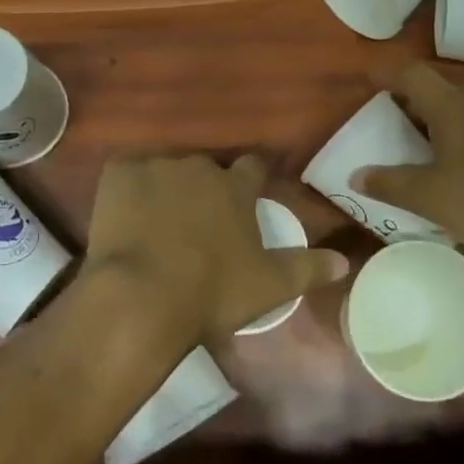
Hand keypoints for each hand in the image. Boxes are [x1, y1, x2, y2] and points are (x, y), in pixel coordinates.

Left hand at [83, 154, 350, 346]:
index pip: (253, 167)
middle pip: (207, 171)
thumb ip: (308, 268)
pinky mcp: (118, 174)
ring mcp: (157, 167)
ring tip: (157, 223)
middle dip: (205, 190)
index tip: (247, 195)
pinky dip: (128, 189)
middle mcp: (199, 167)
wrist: (142, 296)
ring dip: (166, 190)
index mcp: (236, 187)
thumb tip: (345, 262)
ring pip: (166, 171)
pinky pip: (126, 173)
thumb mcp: (270, 286)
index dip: (252, 180)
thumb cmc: (212, 291)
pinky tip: (125, 215)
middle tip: (198, 223)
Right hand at [359, 63, 463, 263]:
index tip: (374, 80)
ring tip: (455, 152)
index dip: (390, 75)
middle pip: (447, 93)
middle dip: (426, 106)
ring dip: (463, 122)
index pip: (413, 76)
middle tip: (412, 128)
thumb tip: (355, 175)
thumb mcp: (429, 200)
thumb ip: (389, 184)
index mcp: (452, 109)